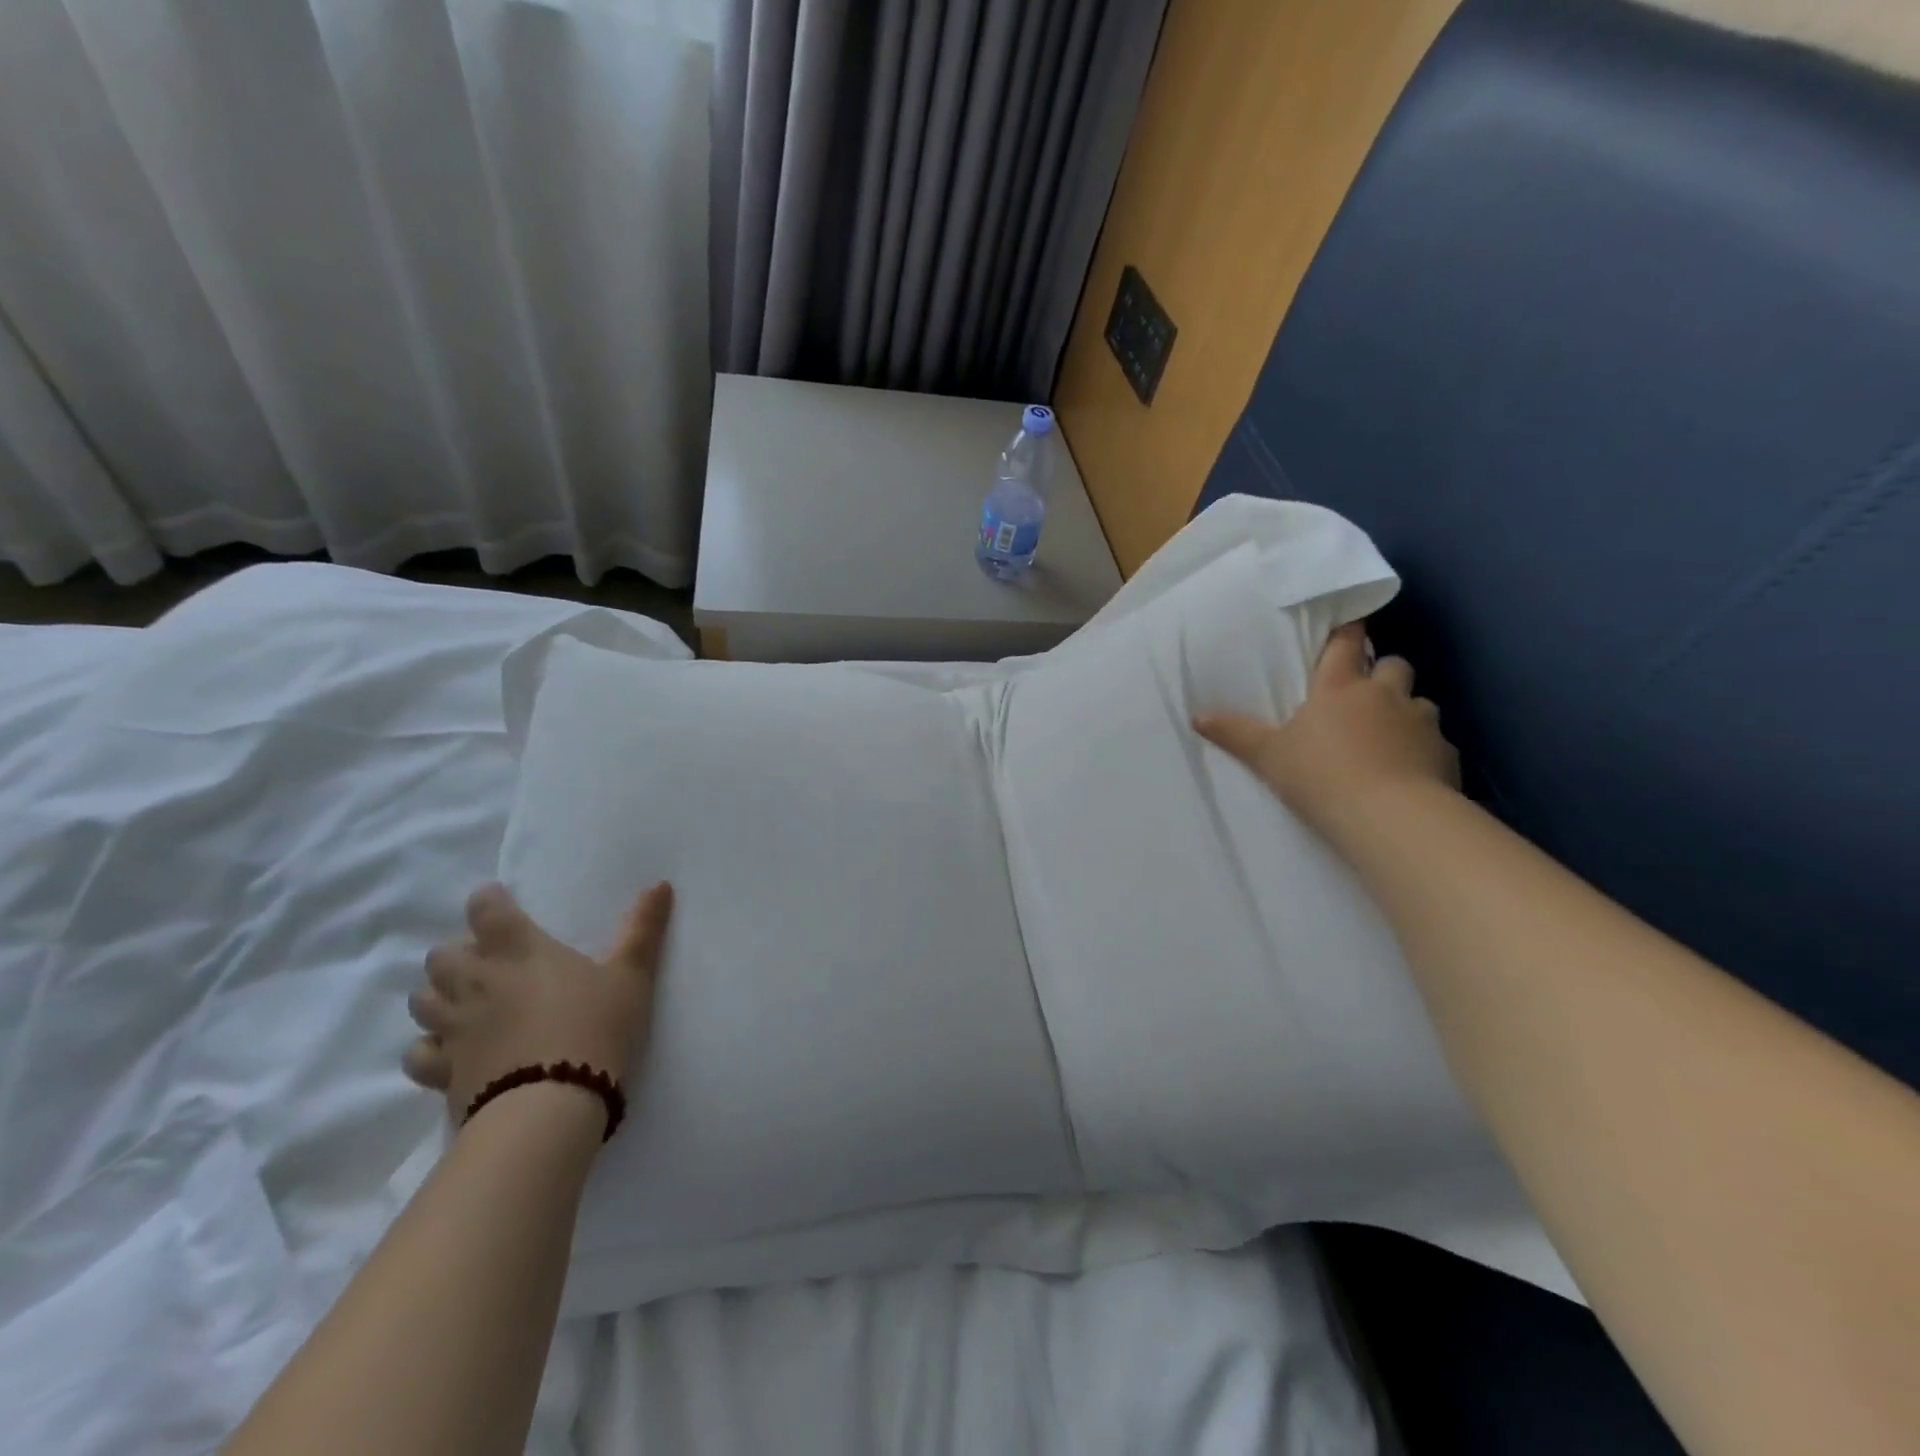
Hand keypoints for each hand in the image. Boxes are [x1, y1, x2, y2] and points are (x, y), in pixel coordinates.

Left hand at [403, 882, 673, 1124]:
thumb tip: (661, 884)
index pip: (485, 908)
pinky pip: (418, 1054)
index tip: (501, 904)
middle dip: (458, 953)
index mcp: (518, 951)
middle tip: (489, 962)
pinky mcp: (443, 1073)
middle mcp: (476, 982)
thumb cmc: (596, 1028)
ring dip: (439, 995)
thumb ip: (642, 929)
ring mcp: (454, 1029)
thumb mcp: (632, 976)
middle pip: (442, 955)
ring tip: (466, 1002)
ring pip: (422, 1000)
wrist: (551, 1108)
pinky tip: (451, 1052)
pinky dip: (429, 1048)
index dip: (489, 901)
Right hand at [1194, 622, 1459, 844]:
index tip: (1350, 624)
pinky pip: (1437, 742)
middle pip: (1393, 663)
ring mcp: (1420, 722)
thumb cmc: (1320, 776)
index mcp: (1340, 687)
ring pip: (1420, 701)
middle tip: (1366, 692)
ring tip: (1390, 735)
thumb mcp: (1268, 756)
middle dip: (1382, 671)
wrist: (1388, 816)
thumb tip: (1197, 716)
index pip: (1347, 643)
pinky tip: (1411, 770)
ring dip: (1405, 711)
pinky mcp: (1445, 754)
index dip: (1349, 630)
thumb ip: (1235, 734)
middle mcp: (1384, 694)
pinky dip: (1424, 749)